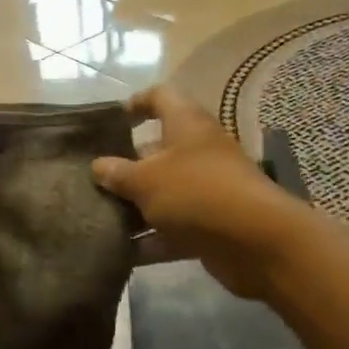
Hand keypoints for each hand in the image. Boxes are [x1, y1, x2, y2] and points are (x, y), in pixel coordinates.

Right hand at [92, 86, 304, 303]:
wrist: (257, 242)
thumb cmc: (196, 192)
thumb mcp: (145, 180)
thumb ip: (117, 173)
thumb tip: (98, 166)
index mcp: (186, 124)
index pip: (160, 97)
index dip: (135, 103)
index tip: (110, 122)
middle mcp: (198, 151)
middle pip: (156, 150)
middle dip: (125, 165)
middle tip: (92, 180)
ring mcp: (207, 189)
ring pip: (163, 193)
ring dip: (135, 206)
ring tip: (98, 217)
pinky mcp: (211, 225)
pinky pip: (174, 229)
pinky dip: (151, 240)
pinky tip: (121, 252)